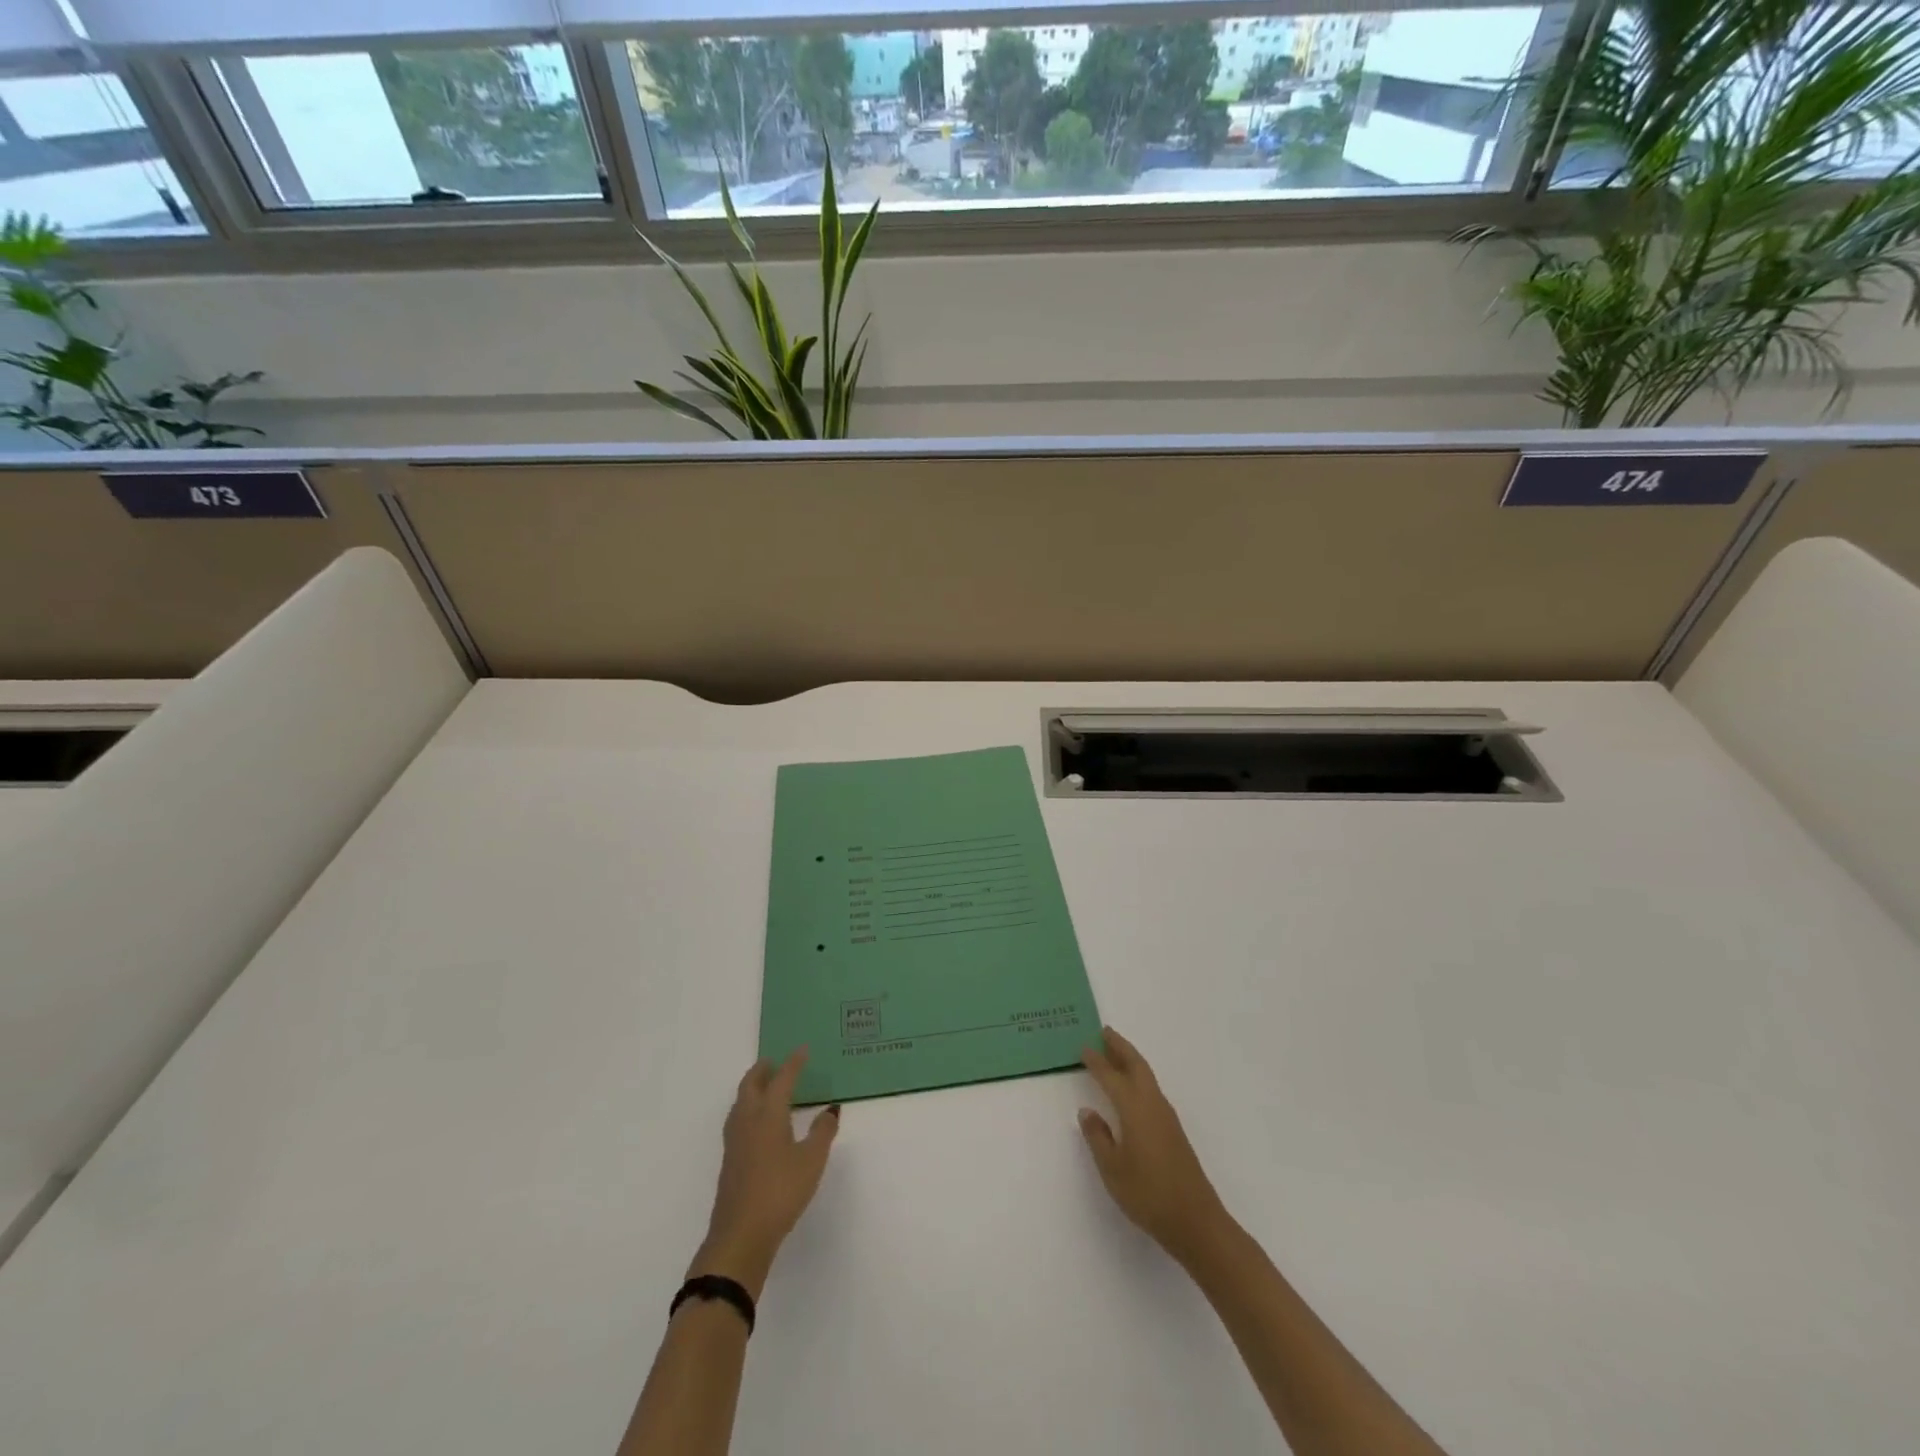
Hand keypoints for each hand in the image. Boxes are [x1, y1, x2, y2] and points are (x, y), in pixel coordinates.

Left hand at [692, 1050, 839, 1298]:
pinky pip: (738, 1119)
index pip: (781, 1079)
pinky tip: (758, 1123)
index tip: (802, 1049)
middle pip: (751, 1085)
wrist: (741, 1236)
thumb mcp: (812, 1161)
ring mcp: (735, 1141)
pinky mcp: (730, 1160)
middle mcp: (748, 1120)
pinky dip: (748, 1108)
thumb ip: (822, 1132)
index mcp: (769, 1114)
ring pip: (740, 1102)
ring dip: (752, 1087)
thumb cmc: (780, 1192)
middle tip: (775, 1061)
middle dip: (763, 1070)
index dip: (793, 1063)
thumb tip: (830, 1109)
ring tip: (766, 1086)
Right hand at [1078, 1027, 1229, 1264]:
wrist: (1196, 1221)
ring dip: (1130, 1060)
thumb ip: (1097, 1137)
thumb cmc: (1148, 1194)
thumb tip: (1087, 1111)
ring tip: (1114, 1053)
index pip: (1111, 1077)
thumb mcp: (1112, 1169)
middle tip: (1103, 1032)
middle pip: (1136, 1065)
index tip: (1082, 1047)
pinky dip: (1138, 1078)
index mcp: (1134, 1109)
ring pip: (1146, 1076)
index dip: (1096, 1062)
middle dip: (1119, 1047)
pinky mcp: (1173, 1131)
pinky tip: (1131, 1089)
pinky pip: (1151, 1090)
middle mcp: (1152, 1105)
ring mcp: (1166, 1117)